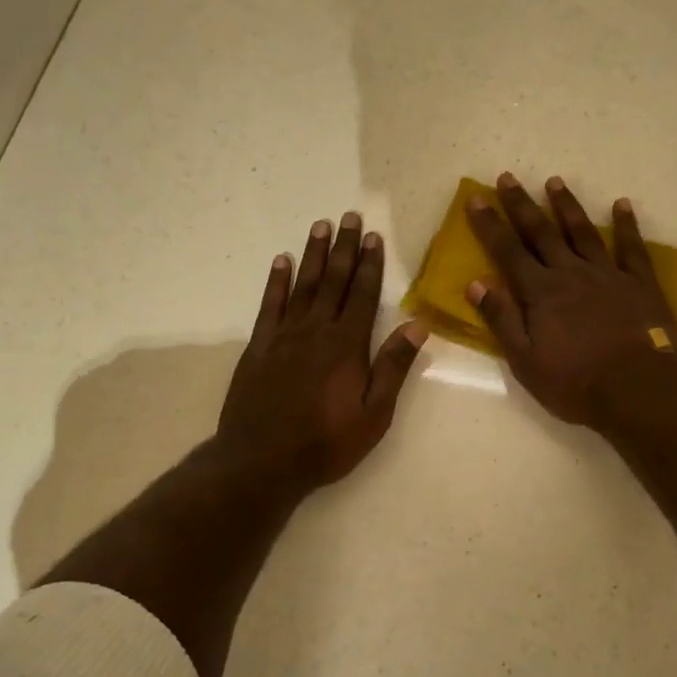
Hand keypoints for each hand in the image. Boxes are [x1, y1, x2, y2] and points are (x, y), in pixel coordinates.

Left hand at [218, 212, 427, 490]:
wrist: (261, 460)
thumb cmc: (326, 442)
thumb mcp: (374, 414)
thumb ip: (393, 367)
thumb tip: (418, 325)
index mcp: (347, 345)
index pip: (363, 294)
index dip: (370, 264)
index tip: (373, 236)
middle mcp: (316, 330)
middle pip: (333, 281)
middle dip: (343, 248)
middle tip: (348, 216)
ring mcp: (284, 335)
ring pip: (303, 285)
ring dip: (313, 254)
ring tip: (320, 225)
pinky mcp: (259, 346)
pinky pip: (270, 305)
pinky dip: (276, 281)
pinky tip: (281, 261)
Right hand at [465, 172, 676, 425]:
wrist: (638, 391)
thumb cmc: (575, 383)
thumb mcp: (526, 361)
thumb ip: (502, 319)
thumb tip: (476, 283)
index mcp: (540, 293)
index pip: (508, 252)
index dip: (490, 225)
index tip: (476, 198)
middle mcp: (571, 273)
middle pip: (542, 232)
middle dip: (522, 205)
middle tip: (508, 177)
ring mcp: (608, 274)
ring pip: (583, 232)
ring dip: (567, 206)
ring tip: (554, 181)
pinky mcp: (640, 283)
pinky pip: (631, 247)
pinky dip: (626, 225)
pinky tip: (622, 205)